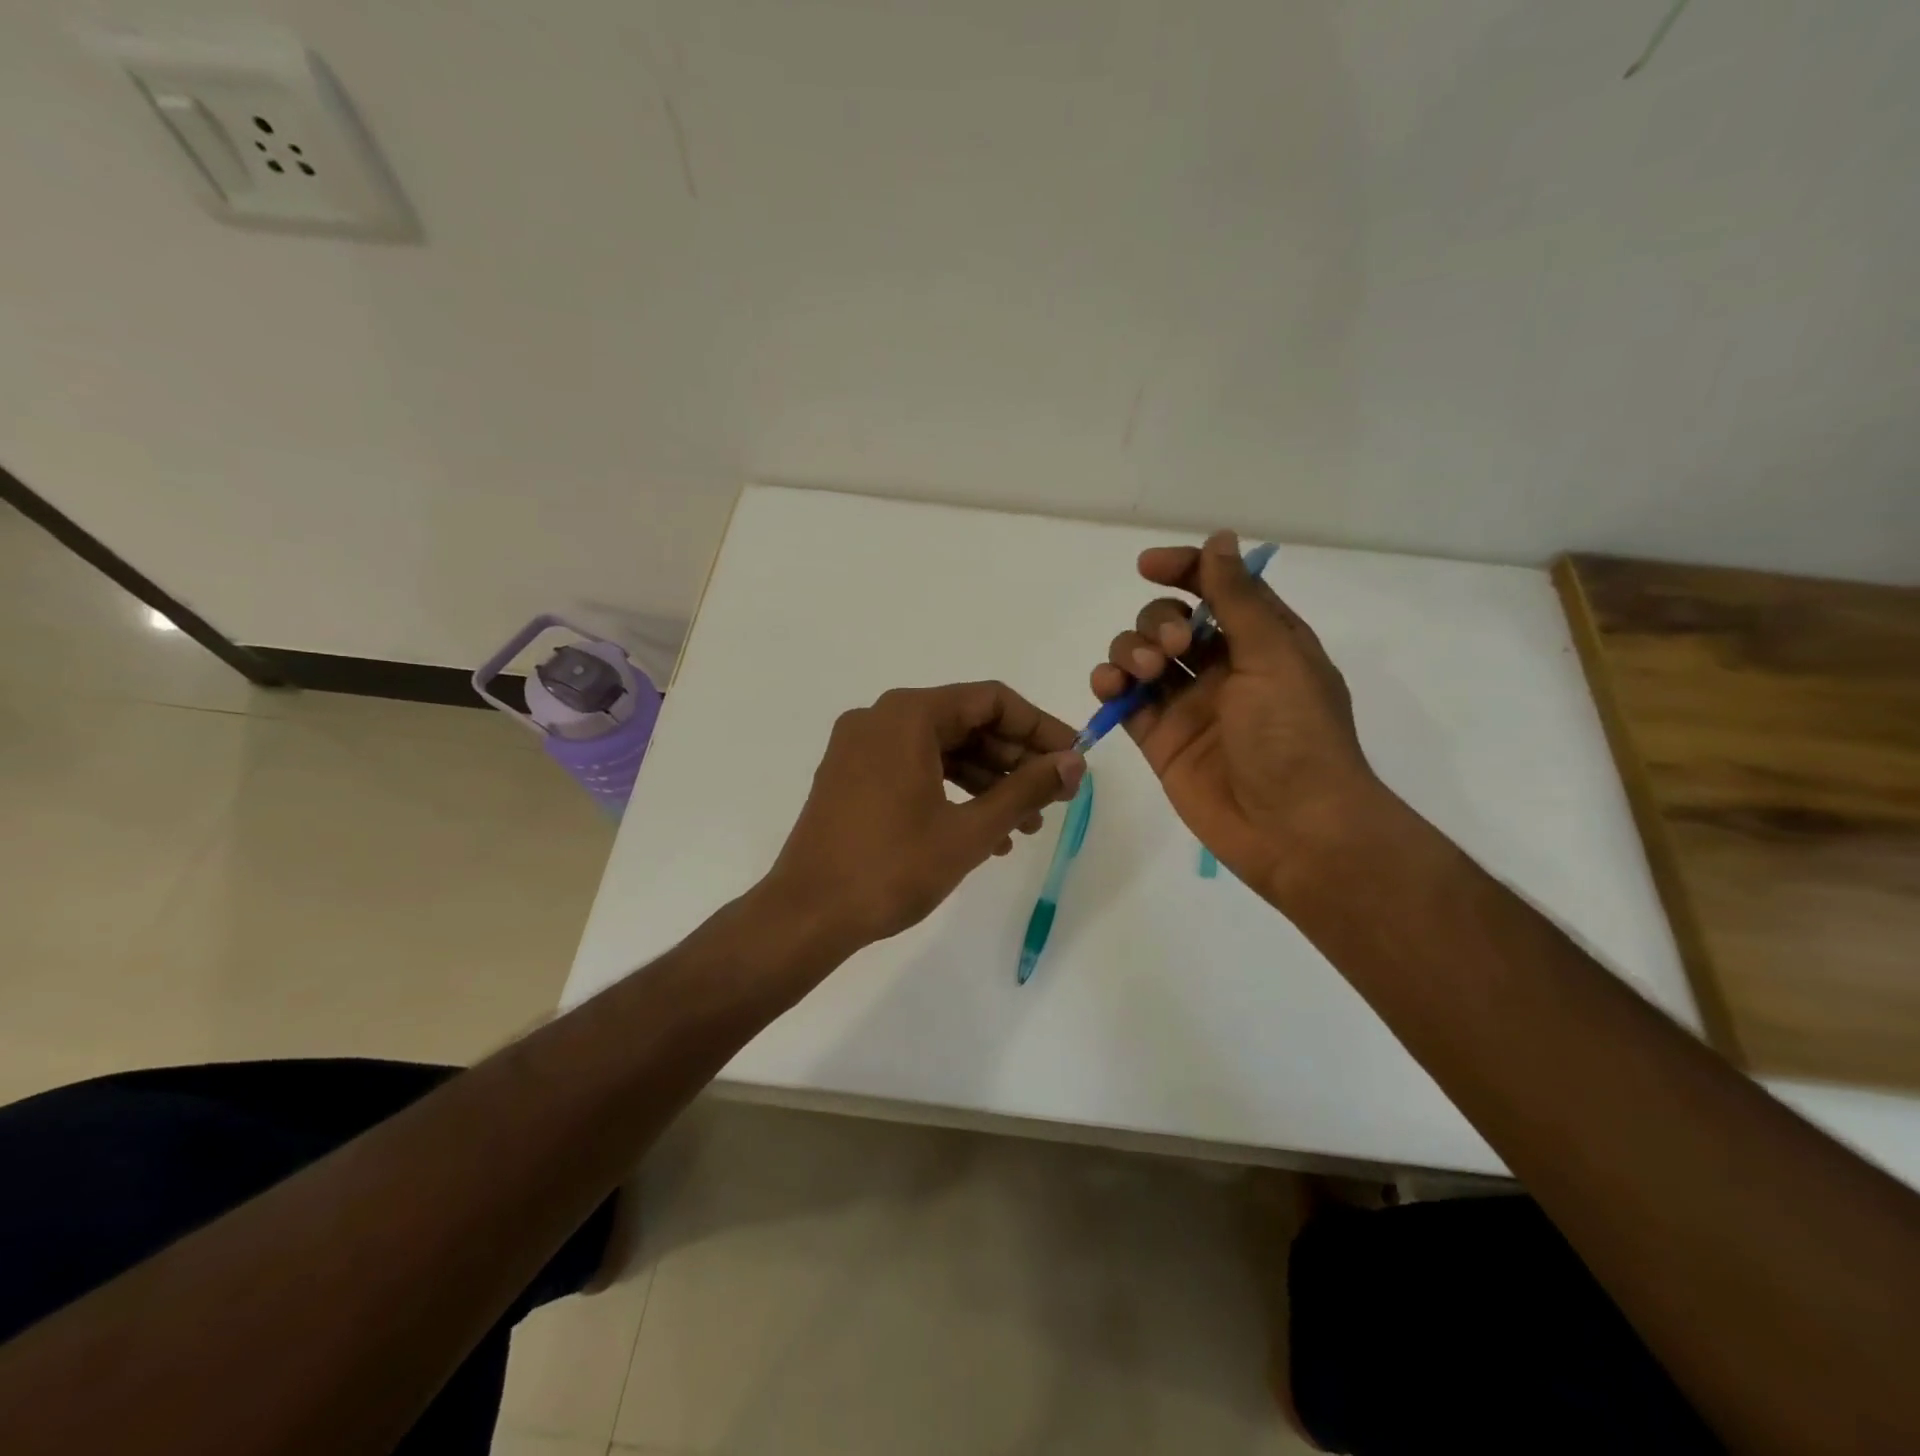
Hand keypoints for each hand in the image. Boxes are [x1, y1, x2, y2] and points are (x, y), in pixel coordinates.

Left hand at [766, 682, 1084, 949]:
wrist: (807, 915)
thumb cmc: (891, 868)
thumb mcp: (969, 830)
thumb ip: (1025, 790)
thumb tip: (1073, 762)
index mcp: (907, 715)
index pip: (991, 700)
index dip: (1039, 727)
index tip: (1073, 759)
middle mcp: (880, 718)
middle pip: (966, 722)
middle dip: (1015, 759)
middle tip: (1055, 796)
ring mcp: (860, 747)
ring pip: (942, 749)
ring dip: (988, 781)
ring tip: (1026, 824)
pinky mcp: (851, 777)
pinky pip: (915, 769)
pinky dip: (952, 791)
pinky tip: (985, 834)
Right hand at [1090, 530, 1385, 905]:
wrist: (1291, 828)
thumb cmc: (1294, 735)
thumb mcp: (1274, 655)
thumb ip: (1238, 598)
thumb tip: (1219, 540)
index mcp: (1260, 640)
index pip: (1215, 587)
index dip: (1182, 569)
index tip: (1148, 566)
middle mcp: (1221, 667)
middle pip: (1167, 620)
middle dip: (1156, 621)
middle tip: (1171, 647)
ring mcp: (1187, 704)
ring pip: (1139, 656)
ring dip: (1129, 650)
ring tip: (1143, 672)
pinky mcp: (1158, 738)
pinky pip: (1124, 699)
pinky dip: (1109, 685)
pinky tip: (1109, 687)